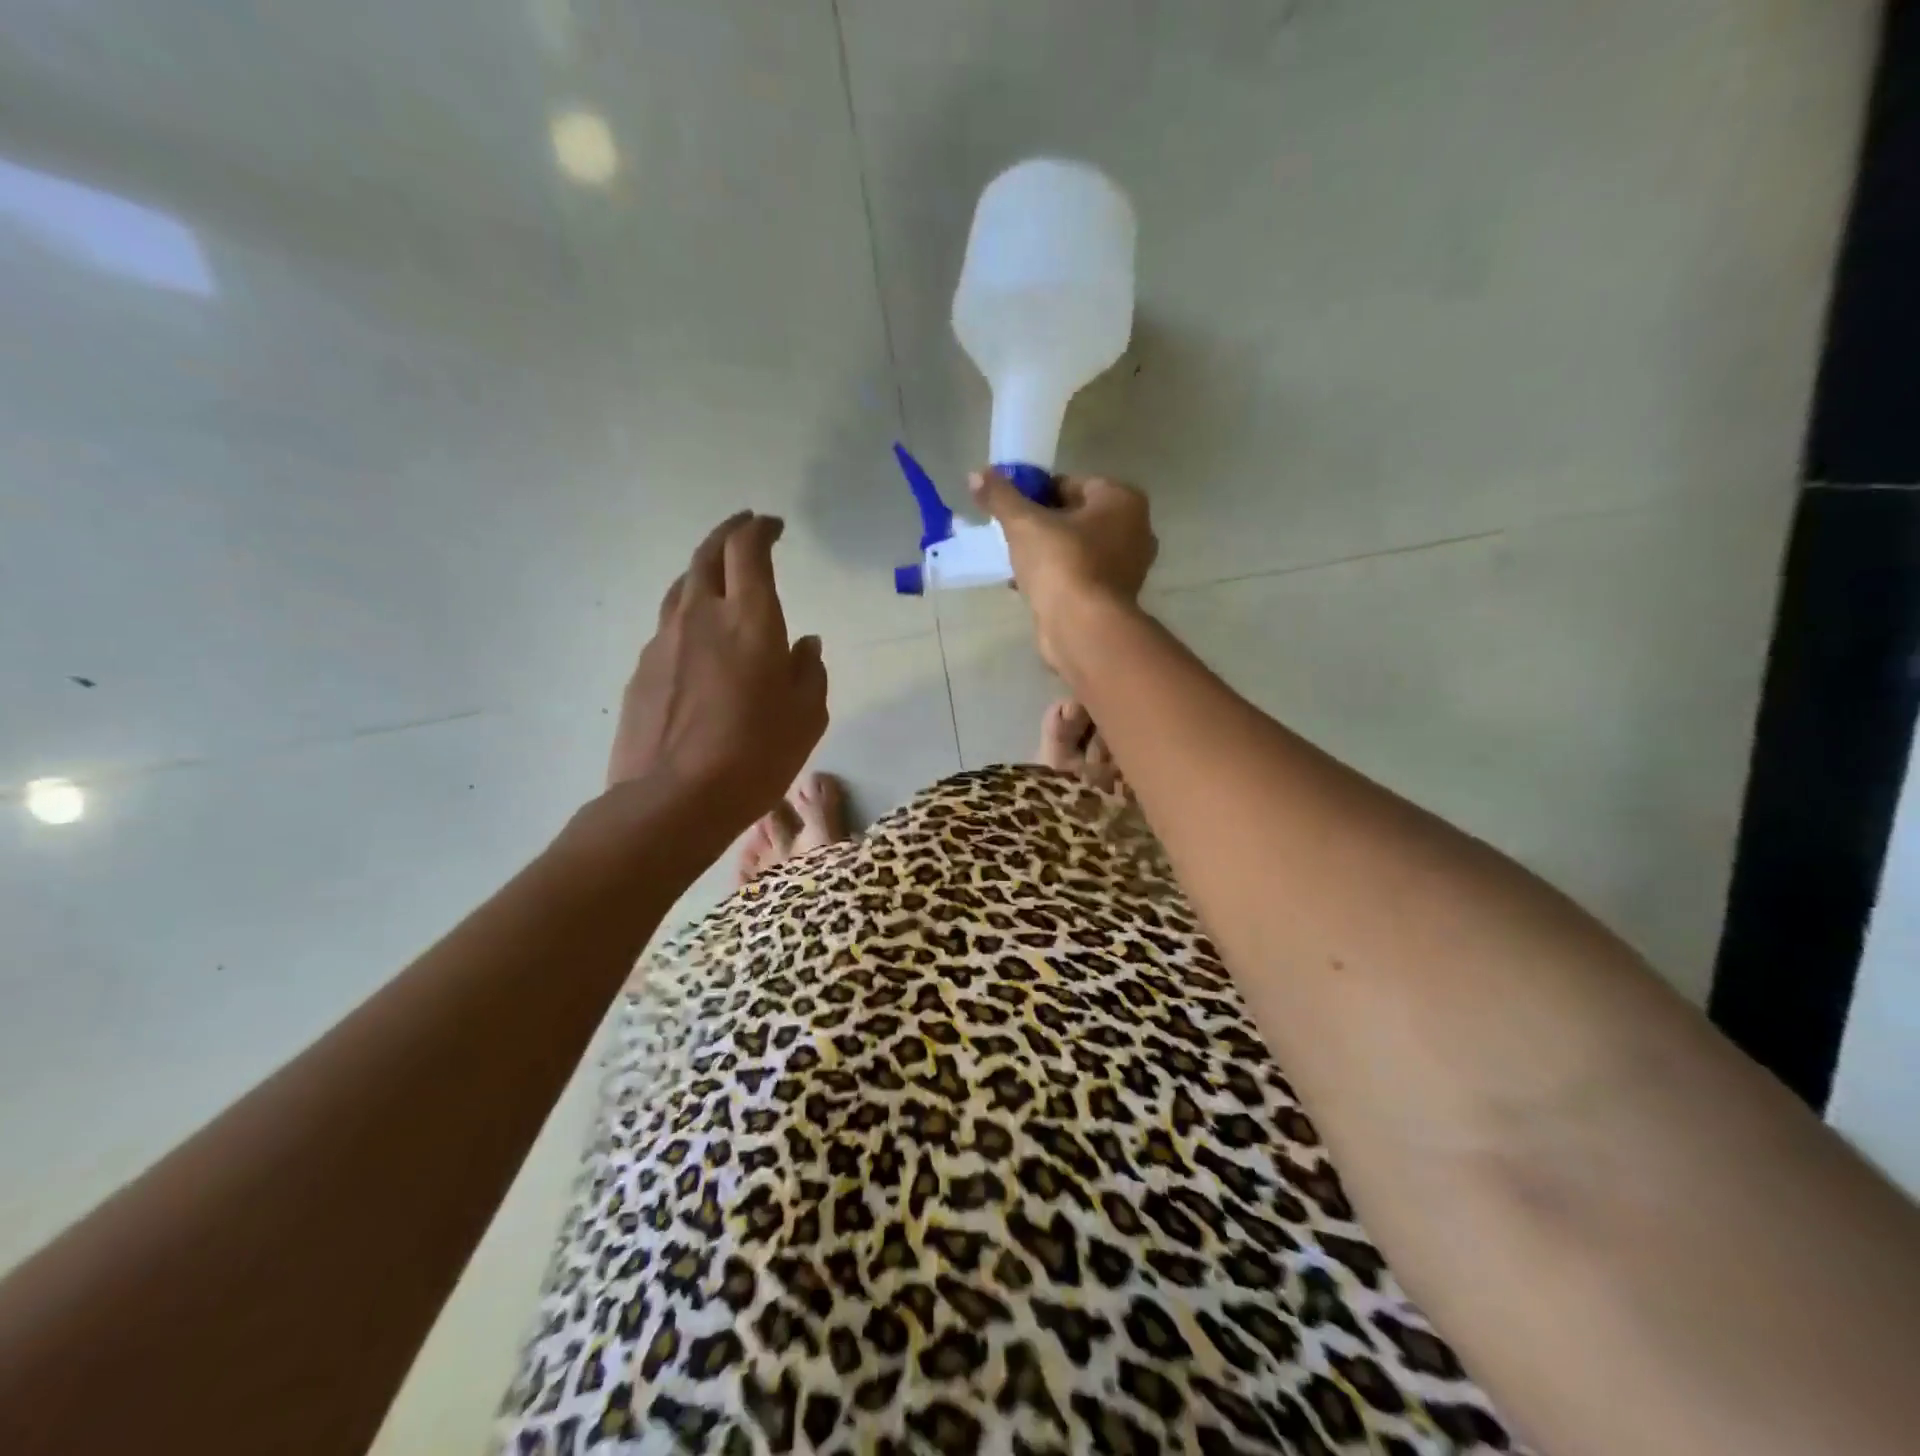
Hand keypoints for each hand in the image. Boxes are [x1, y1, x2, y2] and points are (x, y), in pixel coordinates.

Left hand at [603, 511, 827, 839]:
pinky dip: (688, 619)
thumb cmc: (756, 756)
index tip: (772, 526)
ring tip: (720, 581)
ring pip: (681, 587)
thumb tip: (805, 644)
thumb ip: (809, 672)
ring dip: (703, 572)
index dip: (759, 529)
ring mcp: (664, 641)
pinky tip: (699, 645)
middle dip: (728, 534)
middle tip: (746, 530)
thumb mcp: (806, 717)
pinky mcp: (642, 669)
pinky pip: (668, 628)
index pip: (748, 550)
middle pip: (707, 554)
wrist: (673, 800)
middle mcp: (701, 616)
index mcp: (750, 620)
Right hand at [970, 470, 1156, 663]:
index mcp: (1123, 500)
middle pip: (1078, 517)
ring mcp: (1129, 568)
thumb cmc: (1061, 563)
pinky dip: (1057, 579)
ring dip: (1049, 554)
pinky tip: (1028, 587)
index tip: (1013, 507)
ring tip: (1016, 562)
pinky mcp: (1114, 598)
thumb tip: (976, 474)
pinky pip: (1080, 577)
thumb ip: (1001, 496)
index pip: (1074, 483)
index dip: (1039, 492)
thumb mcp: (1024, 523)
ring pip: (1079, 549)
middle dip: (1045, 524)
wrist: (1082, 628)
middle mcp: (1135, 530)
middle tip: (1013, 534)